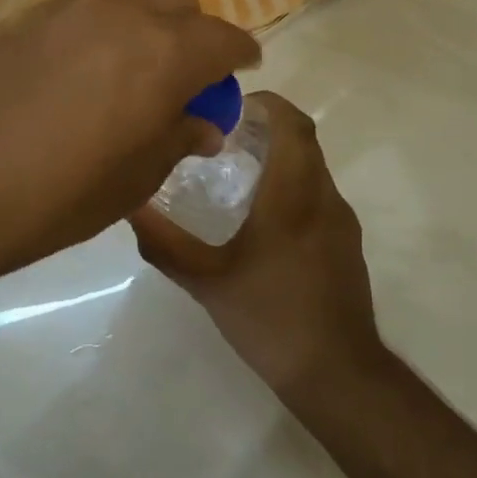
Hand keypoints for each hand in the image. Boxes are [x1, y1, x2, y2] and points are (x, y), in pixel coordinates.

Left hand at [0, 0, 259, 282]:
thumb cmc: (60, 194)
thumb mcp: (137, 178)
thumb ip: (179, 137)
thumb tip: (203, 123)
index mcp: (166, 53)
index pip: (224, 39)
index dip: (239, 55)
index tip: (240, 70)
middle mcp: (125, 13)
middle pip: (179, 3)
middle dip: (193, 33)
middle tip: (182, 74)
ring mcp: (72, 6)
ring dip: (145, 21)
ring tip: (130, 63)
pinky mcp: (30, 13)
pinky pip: (85, 5)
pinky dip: (102, 23)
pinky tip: (82, 62)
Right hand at [129, 92, 382, 394]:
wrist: (337, 374)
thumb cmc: (269, 319)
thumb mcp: (206, 282)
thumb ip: (164, 244)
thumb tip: (130, 208)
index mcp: (292, 197)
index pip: (292, 125)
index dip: (267, 104)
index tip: (232, 105)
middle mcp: (323, 198)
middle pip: (303, 140)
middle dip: (268, 126)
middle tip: (224, 135)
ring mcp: (341, 221)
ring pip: (313, 167)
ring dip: (281, 155)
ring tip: (237, 170)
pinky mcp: (346, 243)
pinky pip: (319, 194)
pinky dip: (293, 184)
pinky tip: (262, 216)